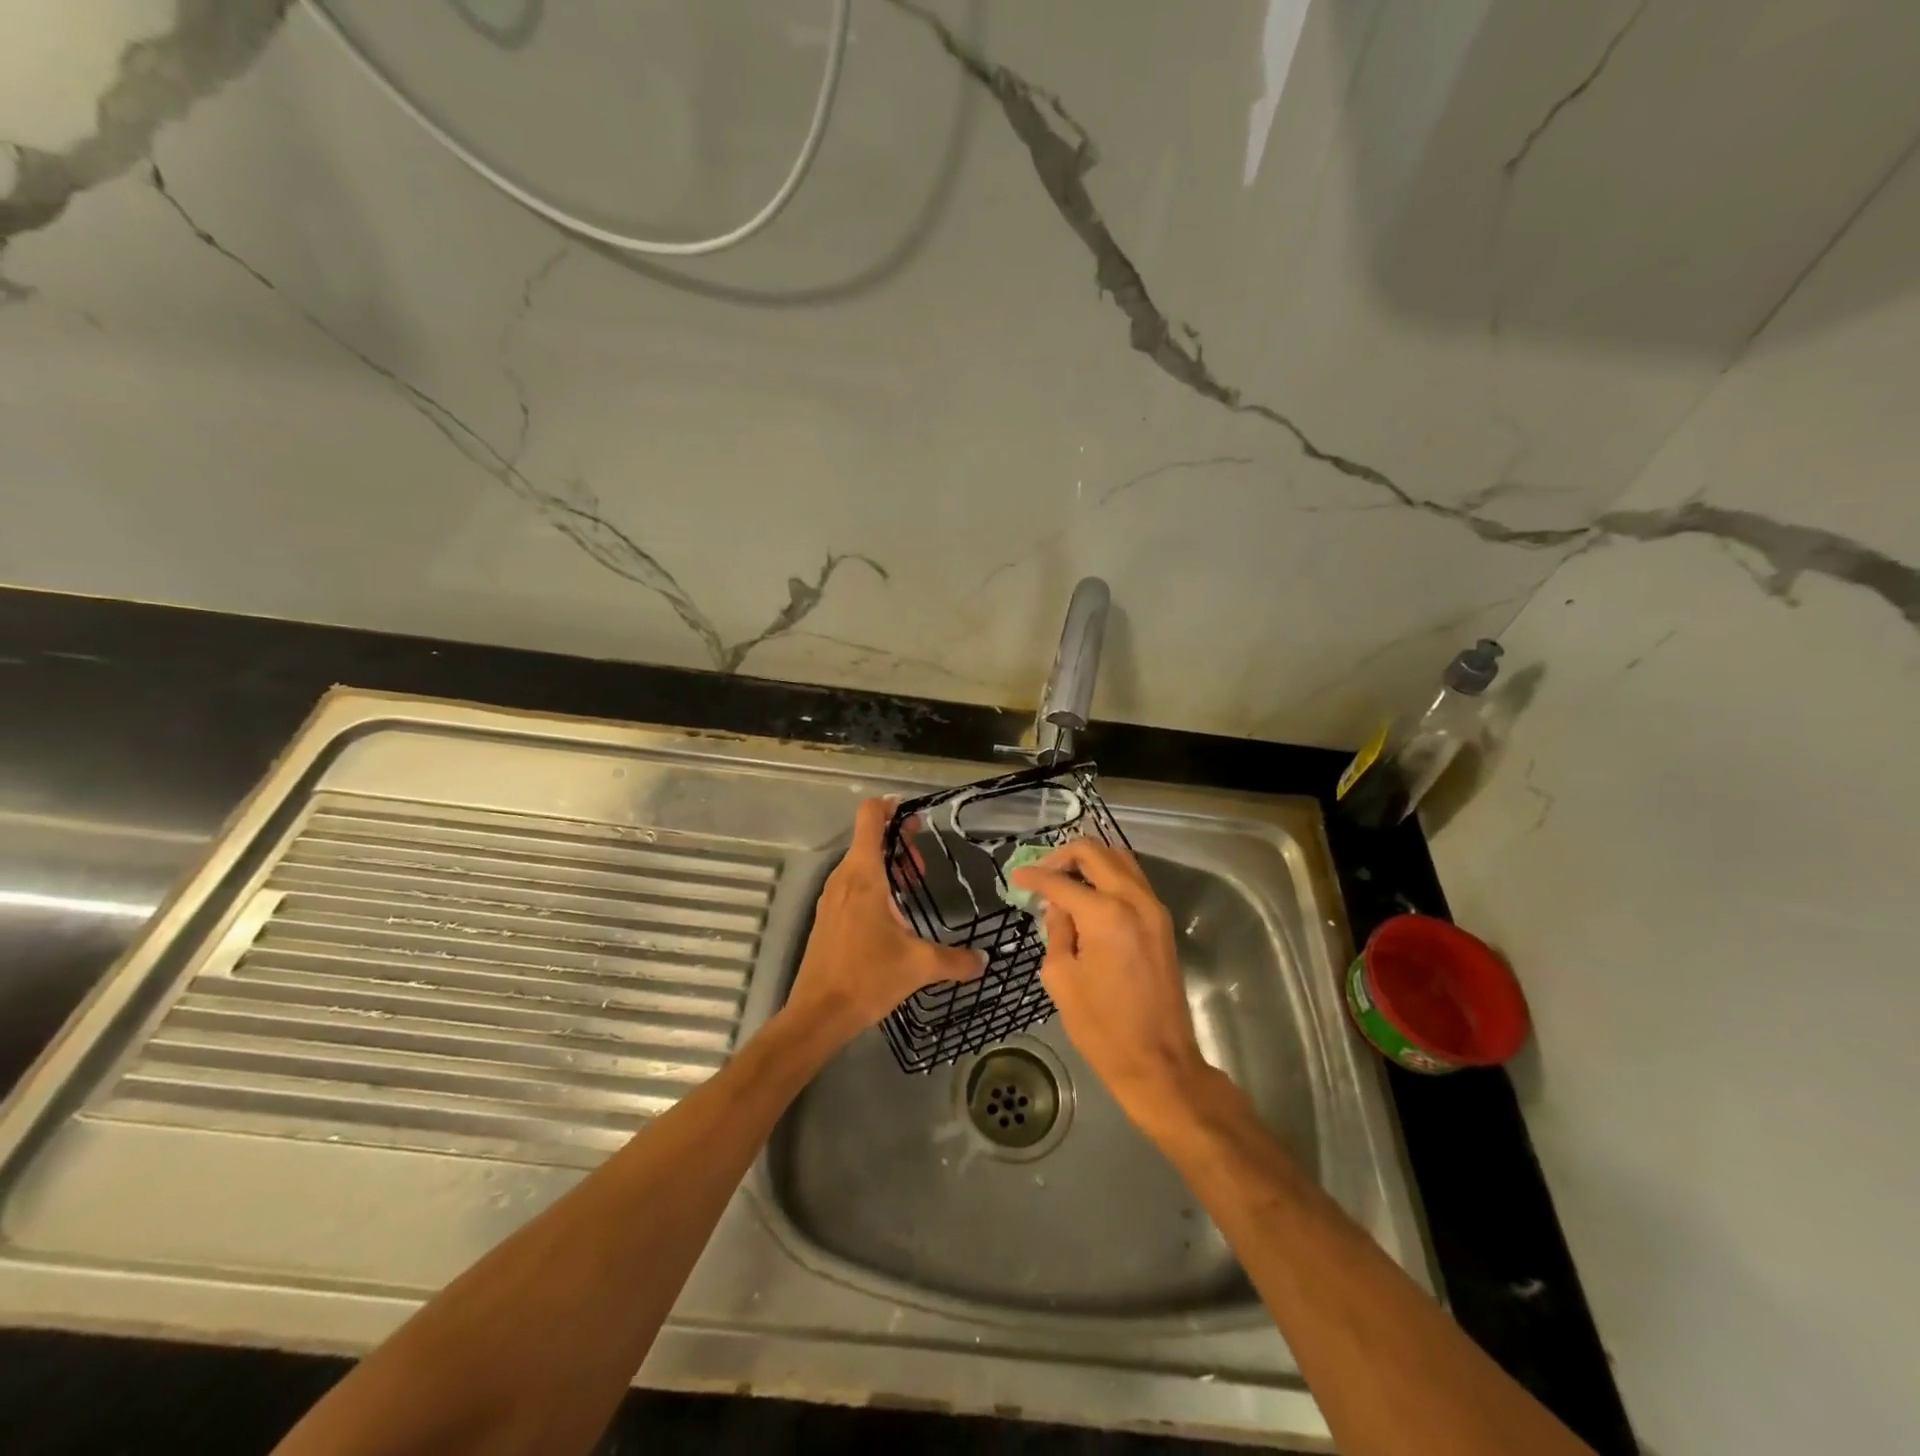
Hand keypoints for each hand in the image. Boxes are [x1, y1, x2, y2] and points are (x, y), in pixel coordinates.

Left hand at [784, 798, 983, 1046]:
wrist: (818, 1014)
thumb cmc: (867, 978)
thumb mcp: (918, 966)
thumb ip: (955, 960)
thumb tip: (984, 961)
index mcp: (864, 876)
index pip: (870, 818)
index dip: (890, 806)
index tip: (914, 813)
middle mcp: (844, 878)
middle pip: (868, 838)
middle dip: (898, 840)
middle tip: (924, 859)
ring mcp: (832, 897)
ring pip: (860, 862)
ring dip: (887, 863)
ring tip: (914, 884)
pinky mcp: (828, 916)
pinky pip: (852, 883)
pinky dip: (874, 882)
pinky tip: (893, 911)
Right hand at [1010, 839, 1211, 1126]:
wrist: (1159, 1061)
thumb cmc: (1102, 1026)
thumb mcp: (1061, 978)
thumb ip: (1057, 932)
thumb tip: (1058, 908)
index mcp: (1105, 914)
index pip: (1061, 881)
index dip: (1034, 877)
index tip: (1016, 876)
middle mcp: (1134, 900)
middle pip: (1096, 852)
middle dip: (1062, 856)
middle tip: (1041, 873)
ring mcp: (1154, 908)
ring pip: (1119, 859)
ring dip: (1089, 861)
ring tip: (1063, 879)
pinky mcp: (1162, 922)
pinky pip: (1133, 880)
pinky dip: (1108, 876)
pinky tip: (1088, 895)